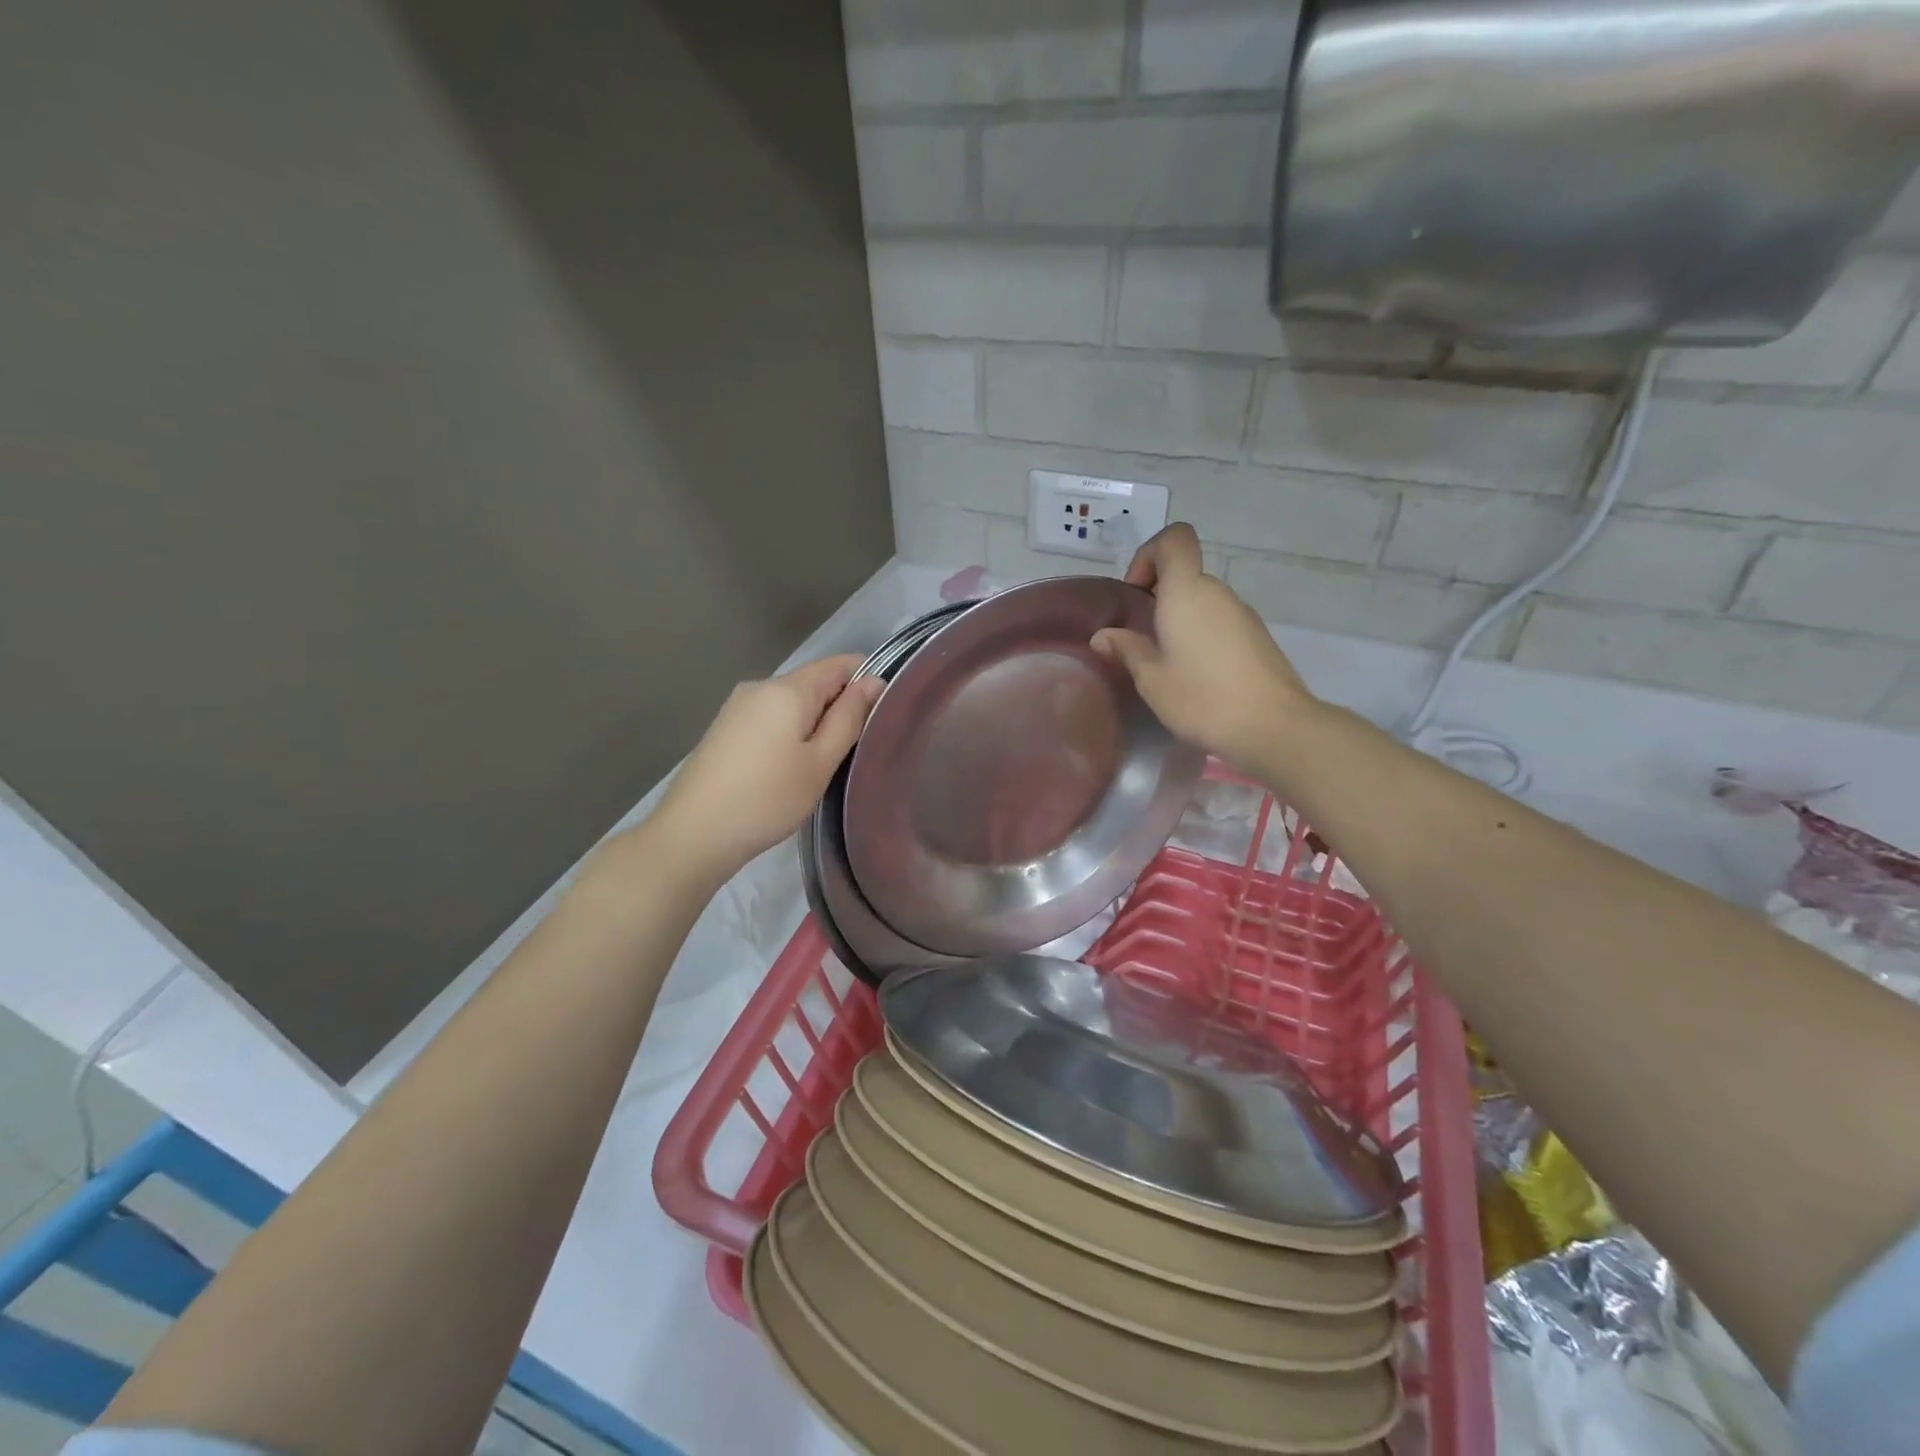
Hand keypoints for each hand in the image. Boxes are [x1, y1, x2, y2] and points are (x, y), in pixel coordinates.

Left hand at [649, 655, 882, 880]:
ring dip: (815, 723)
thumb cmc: (767, 798)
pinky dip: (790, 733)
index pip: (840, 664)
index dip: (868, 680)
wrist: (693, 833)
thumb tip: (874, 682)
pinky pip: (771, 718)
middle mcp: (760, 686)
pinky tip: (791, 767)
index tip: (884, 714)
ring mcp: (738, 707)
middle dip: (841, 707)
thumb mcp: (820, 761)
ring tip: (827, 763)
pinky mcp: (726, 728)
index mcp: (787, 688)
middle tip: (858, 749)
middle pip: (815, 683)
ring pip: (793, 703)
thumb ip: (849, 717)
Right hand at [1092, 523, 1315, 770]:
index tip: (1137, 594)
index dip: (1149, 555)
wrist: (1273, 727)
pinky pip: (1220, 622)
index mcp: (1187, 592)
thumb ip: (1126, 649)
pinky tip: (1197, 676)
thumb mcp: (1151, 678)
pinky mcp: (1258, 637)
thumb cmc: (1202, 698)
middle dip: (1159, 597)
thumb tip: (1103, 635)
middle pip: (1186, 574)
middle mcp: (1218, 593)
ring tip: (1167, 664)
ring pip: (1203, 601)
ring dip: (1180, 620)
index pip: (1174, 539)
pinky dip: (1202, 636)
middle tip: (1142, 639)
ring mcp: (1243, 614)